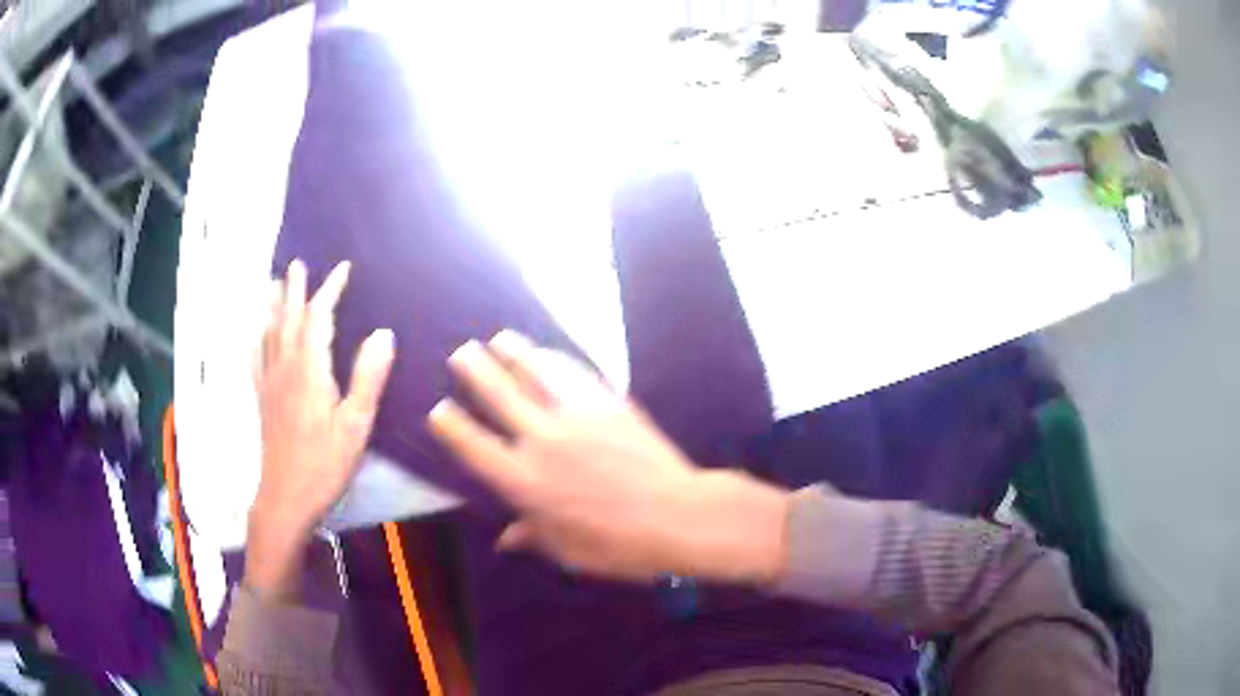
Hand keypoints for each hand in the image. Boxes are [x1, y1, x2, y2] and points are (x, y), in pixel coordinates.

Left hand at [248, 259, 394, 597]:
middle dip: (294, 290)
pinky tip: (255, 337)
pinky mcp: (263, 400)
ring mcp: (270, 384)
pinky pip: (257, 360)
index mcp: (310, 370)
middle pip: (288, 319)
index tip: (343, 269)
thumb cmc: (325, 463)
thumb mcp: (356, 424)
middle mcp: (285, 368)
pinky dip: (257, 341)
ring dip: (273, 308)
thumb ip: (368, 377)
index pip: (318, 318)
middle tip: (296, 265)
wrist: (285, 496)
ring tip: (272, 286)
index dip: (330, 290)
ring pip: (269, 335)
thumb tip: (383, 333)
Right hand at [428, 331, 786, 583]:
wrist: (677, 515)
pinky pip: (574, 373)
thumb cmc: (618, 545)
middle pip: (497, 395)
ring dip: (513, 351)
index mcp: (524, 482)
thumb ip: (532, 536)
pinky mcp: (607, 403)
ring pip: (534, 372)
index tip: (439, 410)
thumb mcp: (568, 551)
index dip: (451, 425)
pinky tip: (546, 352)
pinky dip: (555, 359)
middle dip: (474, 370)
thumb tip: (504, 539)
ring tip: (499, 338)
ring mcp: (576, 417)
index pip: (473, 446)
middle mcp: (541, 441)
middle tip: (461, 353)